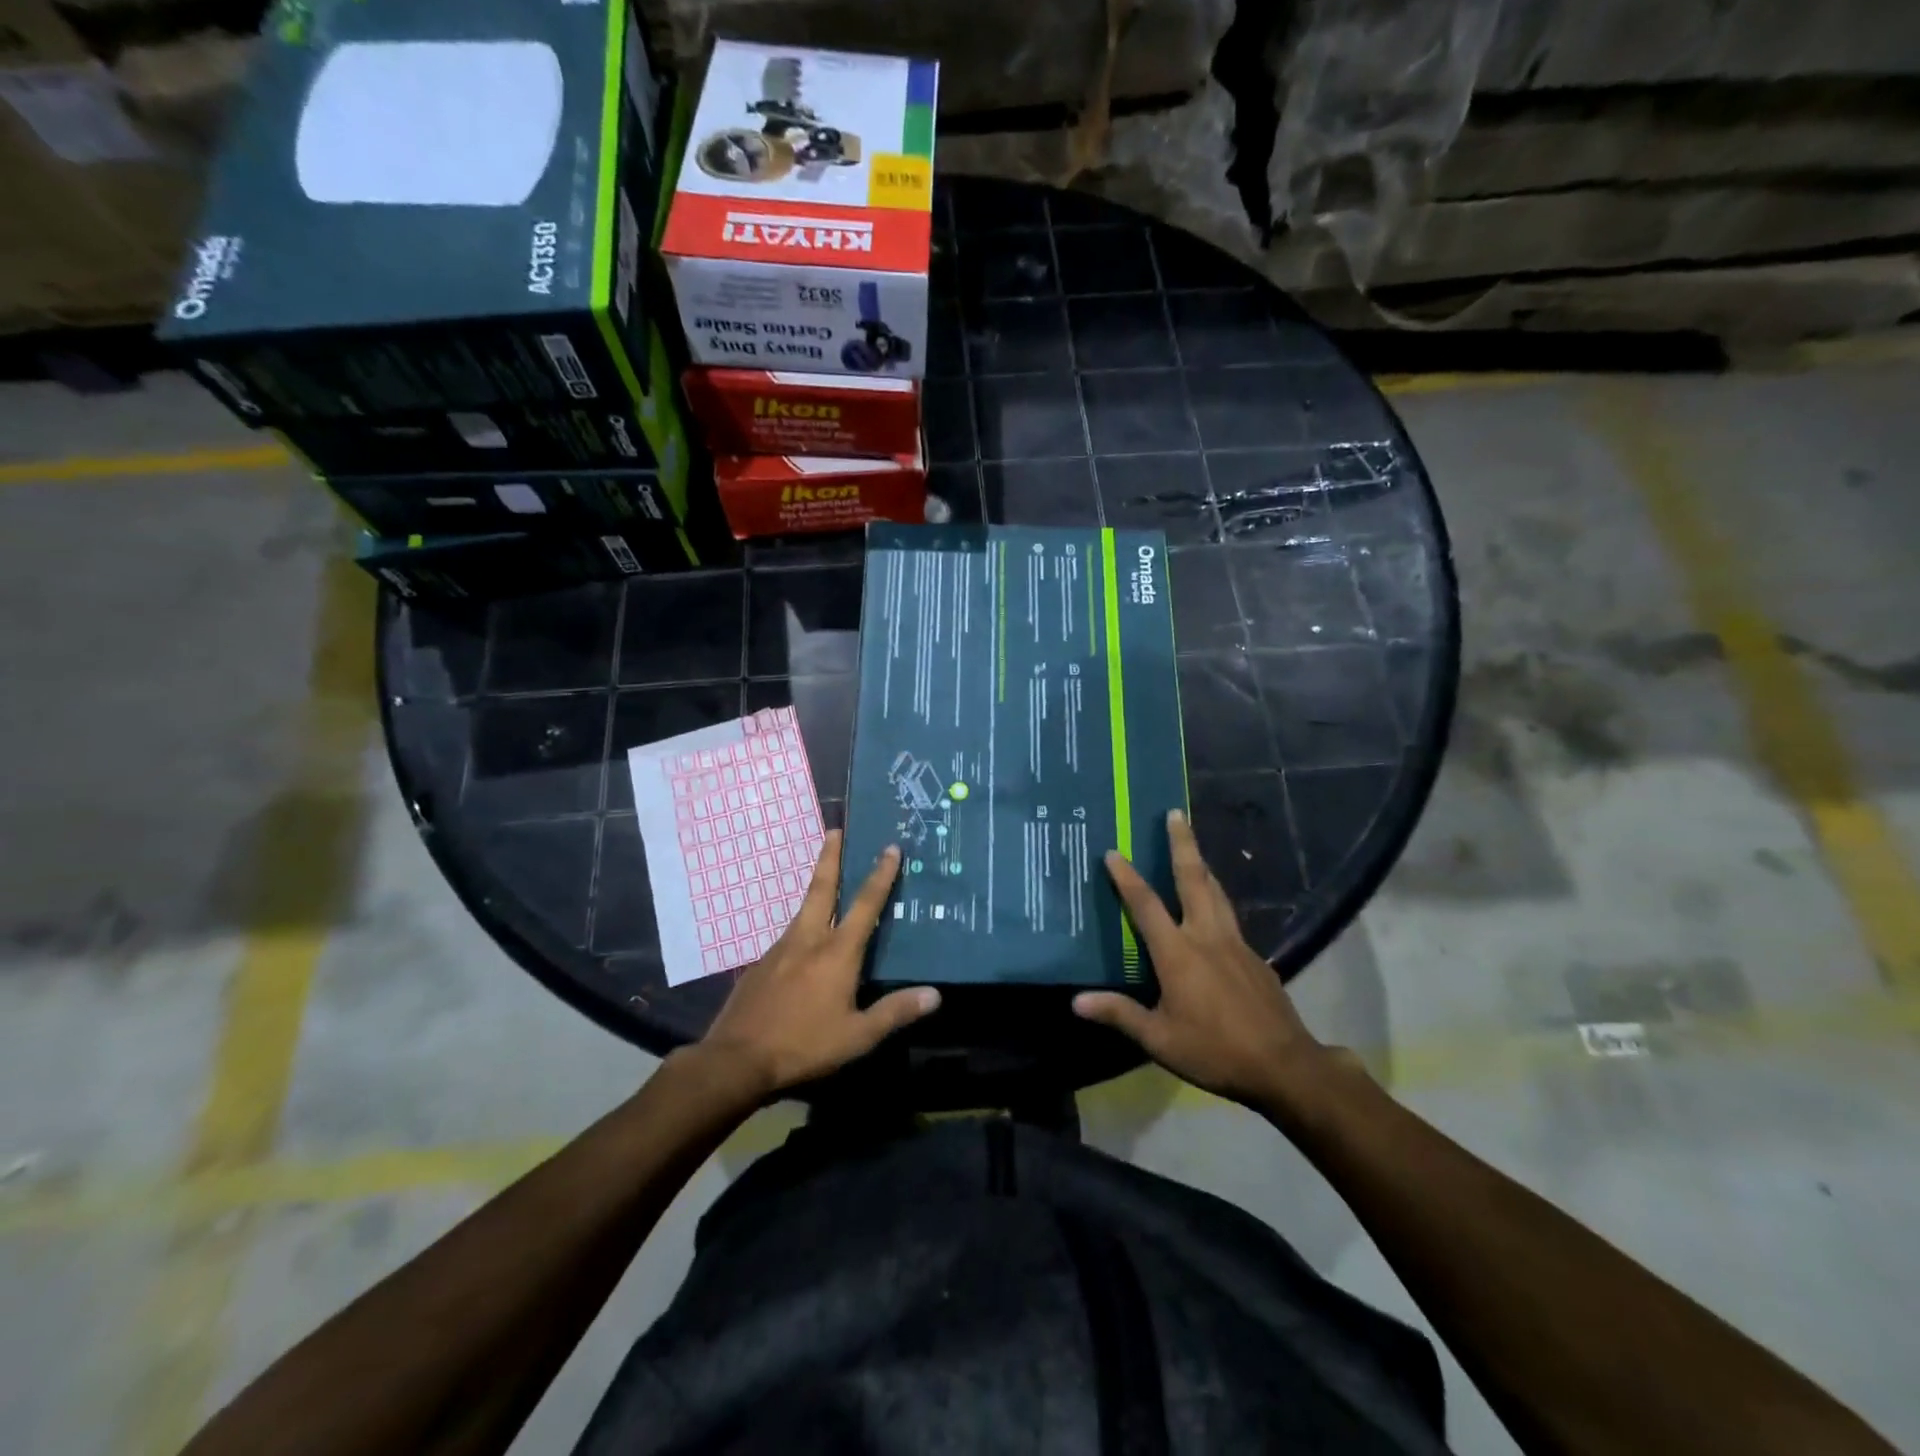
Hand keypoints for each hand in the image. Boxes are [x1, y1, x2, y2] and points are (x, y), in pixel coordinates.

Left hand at [694, 831, 938, 1099]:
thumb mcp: (857, 1036)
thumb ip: (895, 1012)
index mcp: (837, 952)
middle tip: (835, 829)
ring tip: (827, 879)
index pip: (865, 904)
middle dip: (831, 856)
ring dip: (817, 887)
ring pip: (803, 909)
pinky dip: (802, 926)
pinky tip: (804, 943)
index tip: (889, 847)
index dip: (881, 875)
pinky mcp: (761, 964)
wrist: (735, 1059)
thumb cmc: (804, 1045)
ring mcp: (780, 949)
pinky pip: (789, 936)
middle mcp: (808, 939)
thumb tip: (935, 995)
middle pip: (822, 887)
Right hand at [1073, 809, 1336, 1110]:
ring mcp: (1235, 944)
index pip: (1145, 905)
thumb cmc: (1214, 1051)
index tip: (1113, 851)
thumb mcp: (1159, 1039)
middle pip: (1193, 879)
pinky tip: (1215, 909)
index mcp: (1178, 953)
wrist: (1284, 1066)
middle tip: (1176, 813)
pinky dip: (1217, 899)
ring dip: (1202, 865)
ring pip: (1216, 892)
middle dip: (1182, 843)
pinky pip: (1230, 917)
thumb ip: (1119, 1014)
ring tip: (1192, 846)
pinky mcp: (1256, 957)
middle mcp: (1206, 936)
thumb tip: (1076, 1001)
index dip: (1126, 877)